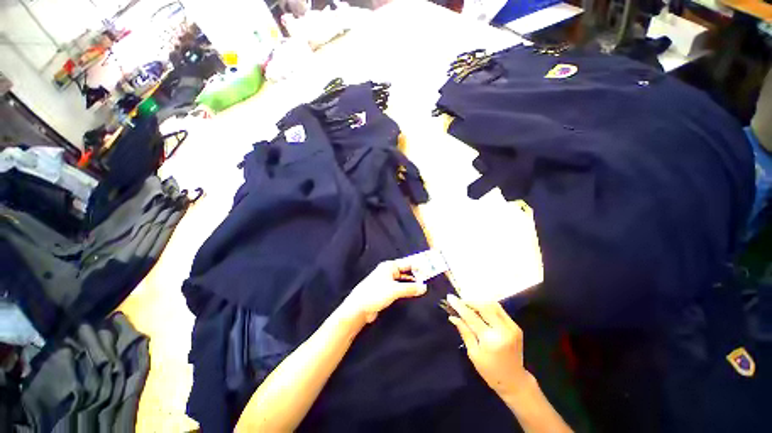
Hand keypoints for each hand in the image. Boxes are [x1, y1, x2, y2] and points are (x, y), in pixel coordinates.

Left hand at [342, 260, 426, 323]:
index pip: (408, 263)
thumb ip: (410, 288)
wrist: (359, 308)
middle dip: (417, 274)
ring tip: (425, 286)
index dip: (419, 265)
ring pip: (404, 280)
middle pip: (406, 271)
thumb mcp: (394, 290)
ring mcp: (388, 281)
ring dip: (412, 283)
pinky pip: (400, 288)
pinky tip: (414, 293)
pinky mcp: (387, 291)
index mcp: (390, 266)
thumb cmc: (375, 294)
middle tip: (430, 278)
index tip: (430, 268)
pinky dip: (407, 289)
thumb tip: (424, 287)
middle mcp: (389, 272)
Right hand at [446, 294, 531, 397]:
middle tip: (459, 302)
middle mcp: (503, 330)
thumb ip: (464, 331)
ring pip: (493, 305)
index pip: (472, 317)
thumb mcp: (473, 353)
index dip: (460, 306)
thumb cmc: (490, 371)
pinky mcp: (516, 326)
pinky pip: (499, 310)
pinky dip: (488, 307)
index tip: (450, 297)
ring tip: (469, 306)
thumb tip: (453, 316)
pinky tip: (480, 311)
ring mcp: (512, 327)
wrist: (514, 381)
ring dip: (479, 303)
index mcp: (491, 339)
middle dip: (470, 302)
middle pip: (484, 307)